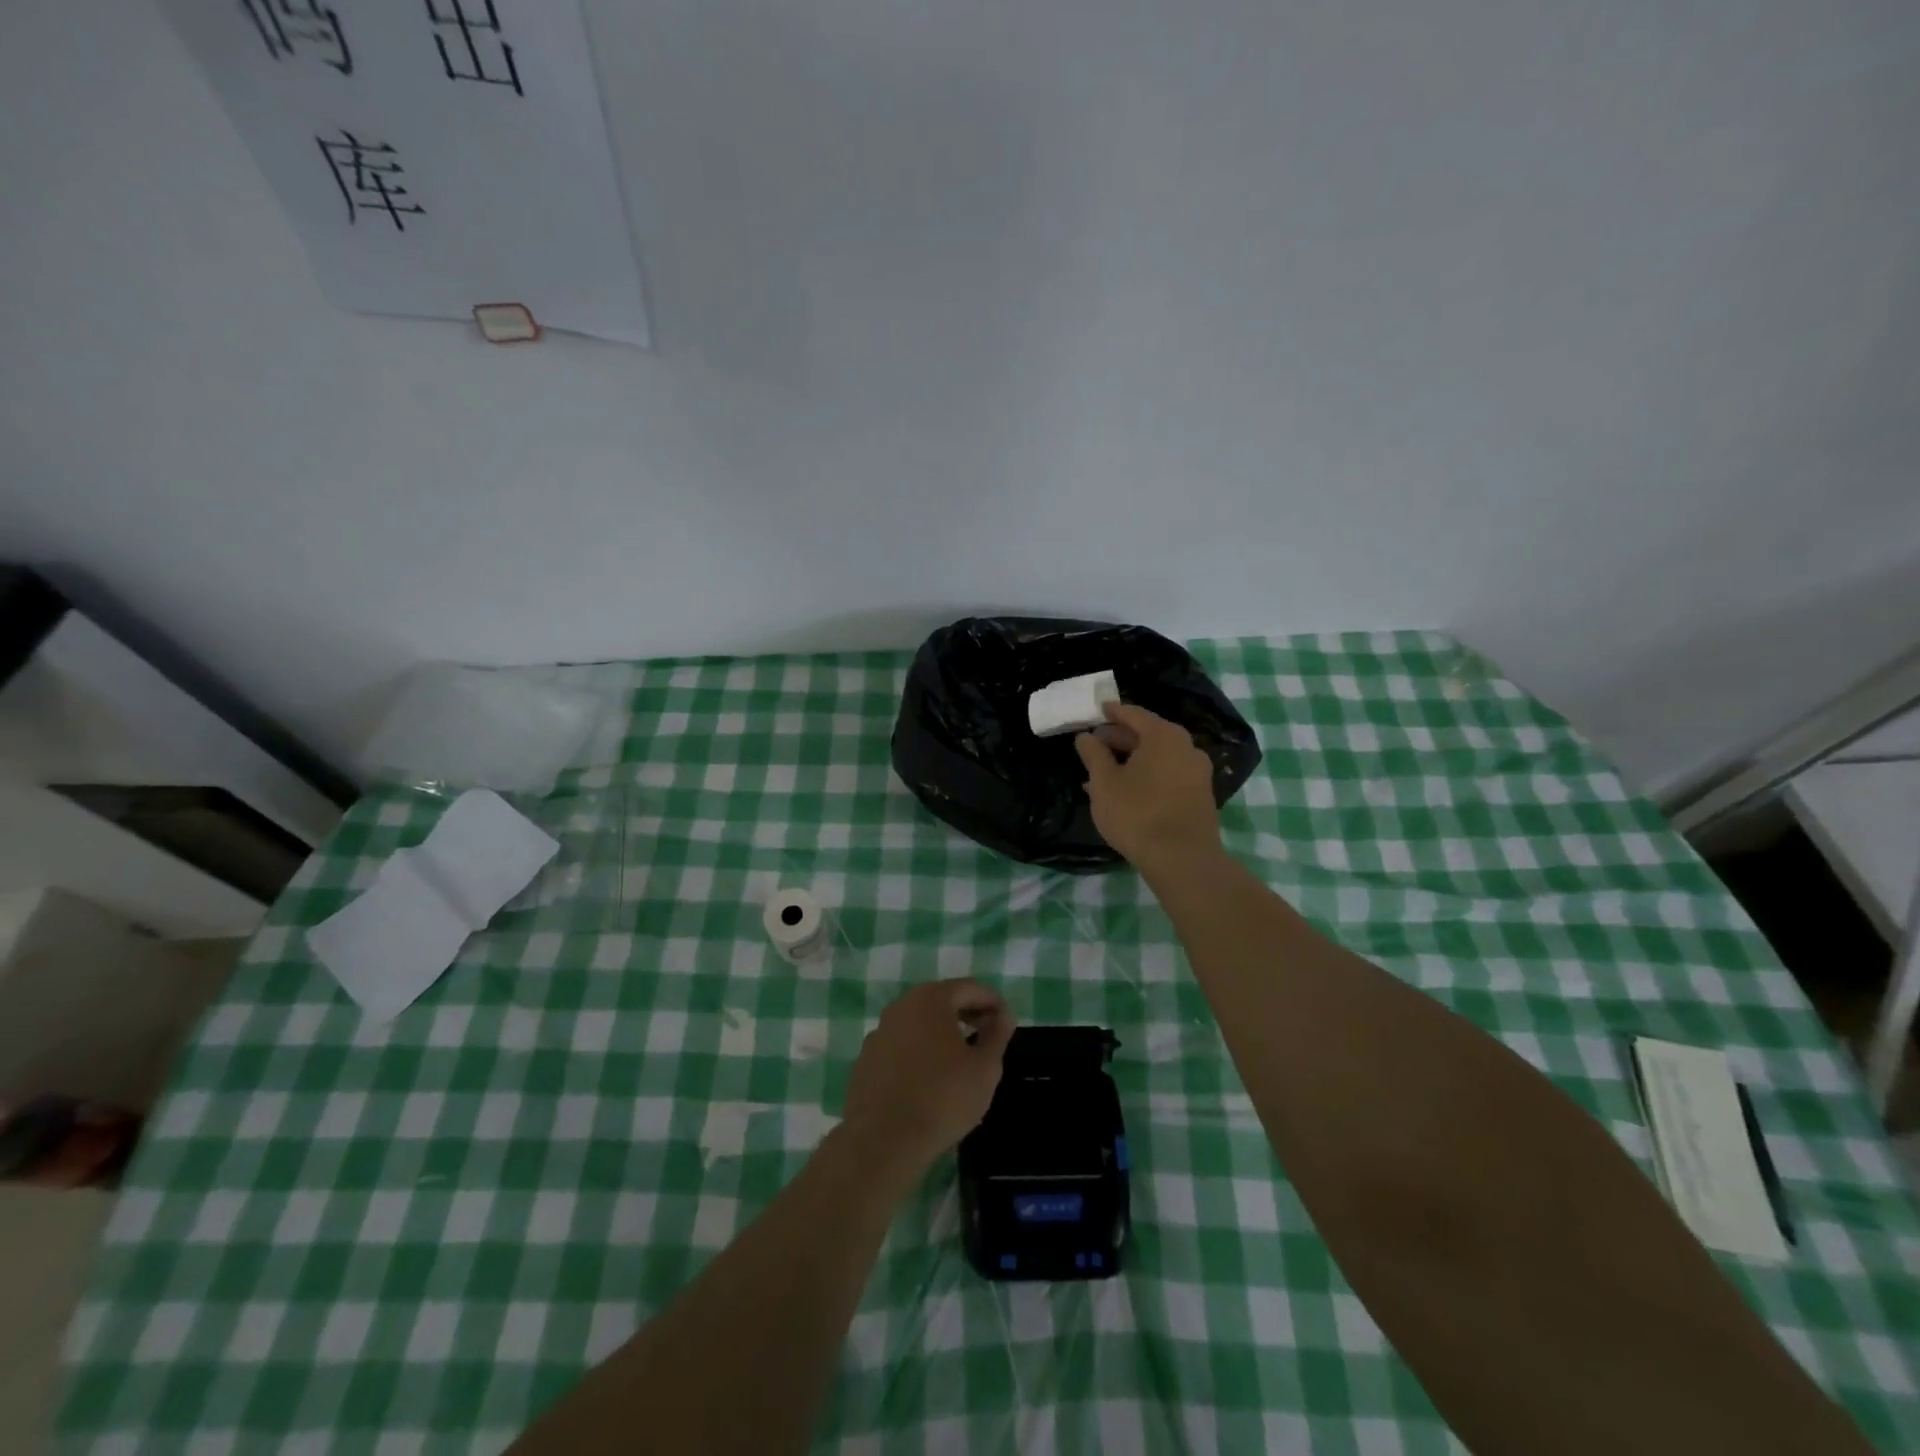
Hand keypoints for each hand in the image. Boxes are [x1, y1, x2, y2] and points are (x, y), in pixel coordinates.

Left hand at [842, 980, 1014, 1171]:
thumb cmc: (943, 1098)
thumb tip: (1003, 1015)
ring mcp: (878, 1032)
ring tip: (960, 1058)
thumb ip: (997, 1035)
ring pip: (918, 1023)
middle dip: (967, 1013)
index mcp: (930, 999)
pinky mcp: (866, 1060)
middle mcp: (900, 1006)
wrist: (884, 1141)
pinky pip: (900, 1046)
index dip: (993, 1002)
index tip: (1007, 1022)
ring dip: (941, 1032)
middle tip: (987, 1035)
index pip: (970, 988)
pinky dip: (918, 1052)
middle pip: (941, 1001)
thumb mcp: (985, 1068)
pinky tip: (928, 1078)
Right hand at [1075, 702, 1222, 872]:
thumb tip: (1086, 737)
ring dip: (1131, 761)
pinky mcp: (1200, 796)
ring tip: (1105, 772)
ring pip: (1158, 758)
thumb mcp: (1104, 783)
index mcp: (1164, 736)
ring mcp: (1197, 773)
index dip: (1112, 712)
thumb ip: (1093, 755)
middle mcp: (1186, 747)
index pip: (1134, 714)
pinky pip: (1168, 775)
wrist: (1181, 859)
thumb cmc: (1137, 813)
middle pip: (1149, 735)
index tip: (1097, 711)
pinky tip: (1126, 792)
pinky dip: (1146, 776)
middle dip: (1120, 738)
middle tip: (1096, 744)